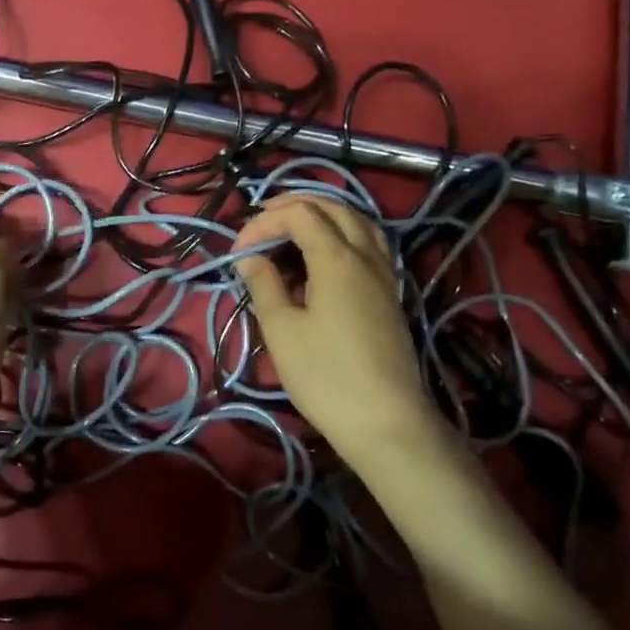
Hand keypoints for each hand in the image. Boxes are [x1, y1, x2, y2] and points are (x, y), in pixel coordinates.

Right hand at [233, 195, 439, 457]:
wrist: (386, 422)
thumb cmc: (325, 376)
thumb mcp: (282, 330)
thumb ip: (264, 285)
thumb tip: (250, 257)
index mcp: (337, 259)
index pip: (299, 215)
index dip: (264, 223)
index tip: (239, 251)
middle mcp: (365, 256)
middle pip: (332, 207)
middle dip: (293, 207)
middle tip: (262, 223)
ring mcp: (384, 274)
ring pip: (357, 221)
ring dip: (323, 215)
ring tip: (293, 229)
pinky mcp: (389, 294)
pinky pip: (369, 243)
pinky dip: (344, 233)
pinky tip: (326, 255)